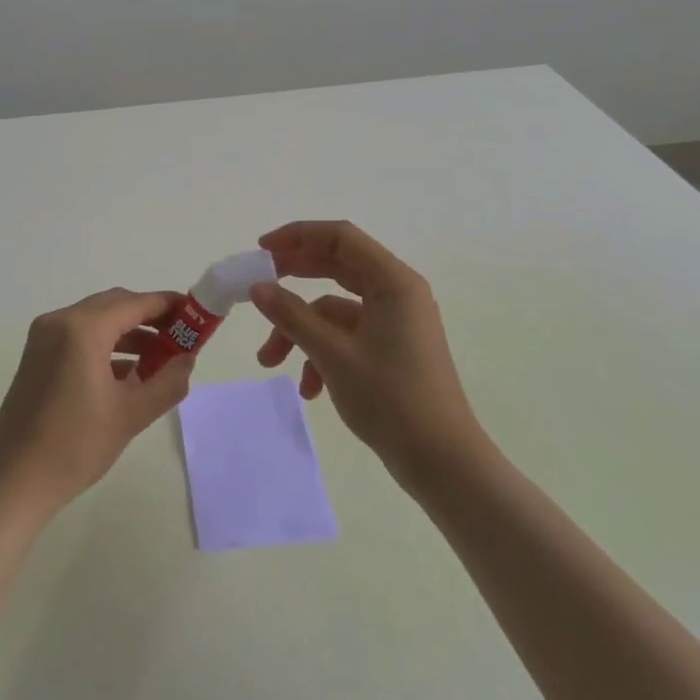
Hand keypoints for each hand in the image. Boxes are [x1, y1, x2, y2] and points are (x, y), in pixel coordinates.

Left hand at [0, 287, 195, 514]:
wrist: (13, 481)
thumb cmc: (75, 446)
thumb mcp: (131, 414)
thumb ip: (167, 381)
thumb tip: (187, 359)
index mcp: (83, 329)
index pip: (135, 303)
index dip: (168, 305)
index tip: (195, 314)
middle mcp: (60, 321)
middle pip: (115, 305)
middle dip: (150, 317)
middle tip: (181, 337)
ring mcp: (44, 337)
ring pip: (96, 320)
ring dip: (129, 332)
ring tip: (160, 359)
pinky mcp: (37, 355)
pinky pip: (79, 336)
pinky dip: (106, 345)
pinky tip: (128, 373)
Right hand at [249, 221, 481, 486]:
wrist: (442, 463)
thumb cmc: (391, 399)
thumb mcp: (333, 355)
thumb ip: (292, 316)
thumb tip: (257, 288)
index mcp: (393, 282)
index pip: (340, 238)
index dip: (298, 236)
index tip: (261, 251)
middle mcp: (397, 293)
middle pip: (336, 267)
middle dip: (293, 279)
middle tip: (257, 287)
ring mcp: (395, 322)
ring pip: (335, 309)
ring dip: (301, 330)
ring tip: (270, 362)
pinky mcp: (391, 348)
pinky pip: (347, 335)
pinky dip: (321, 353)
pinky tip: (308, 388)